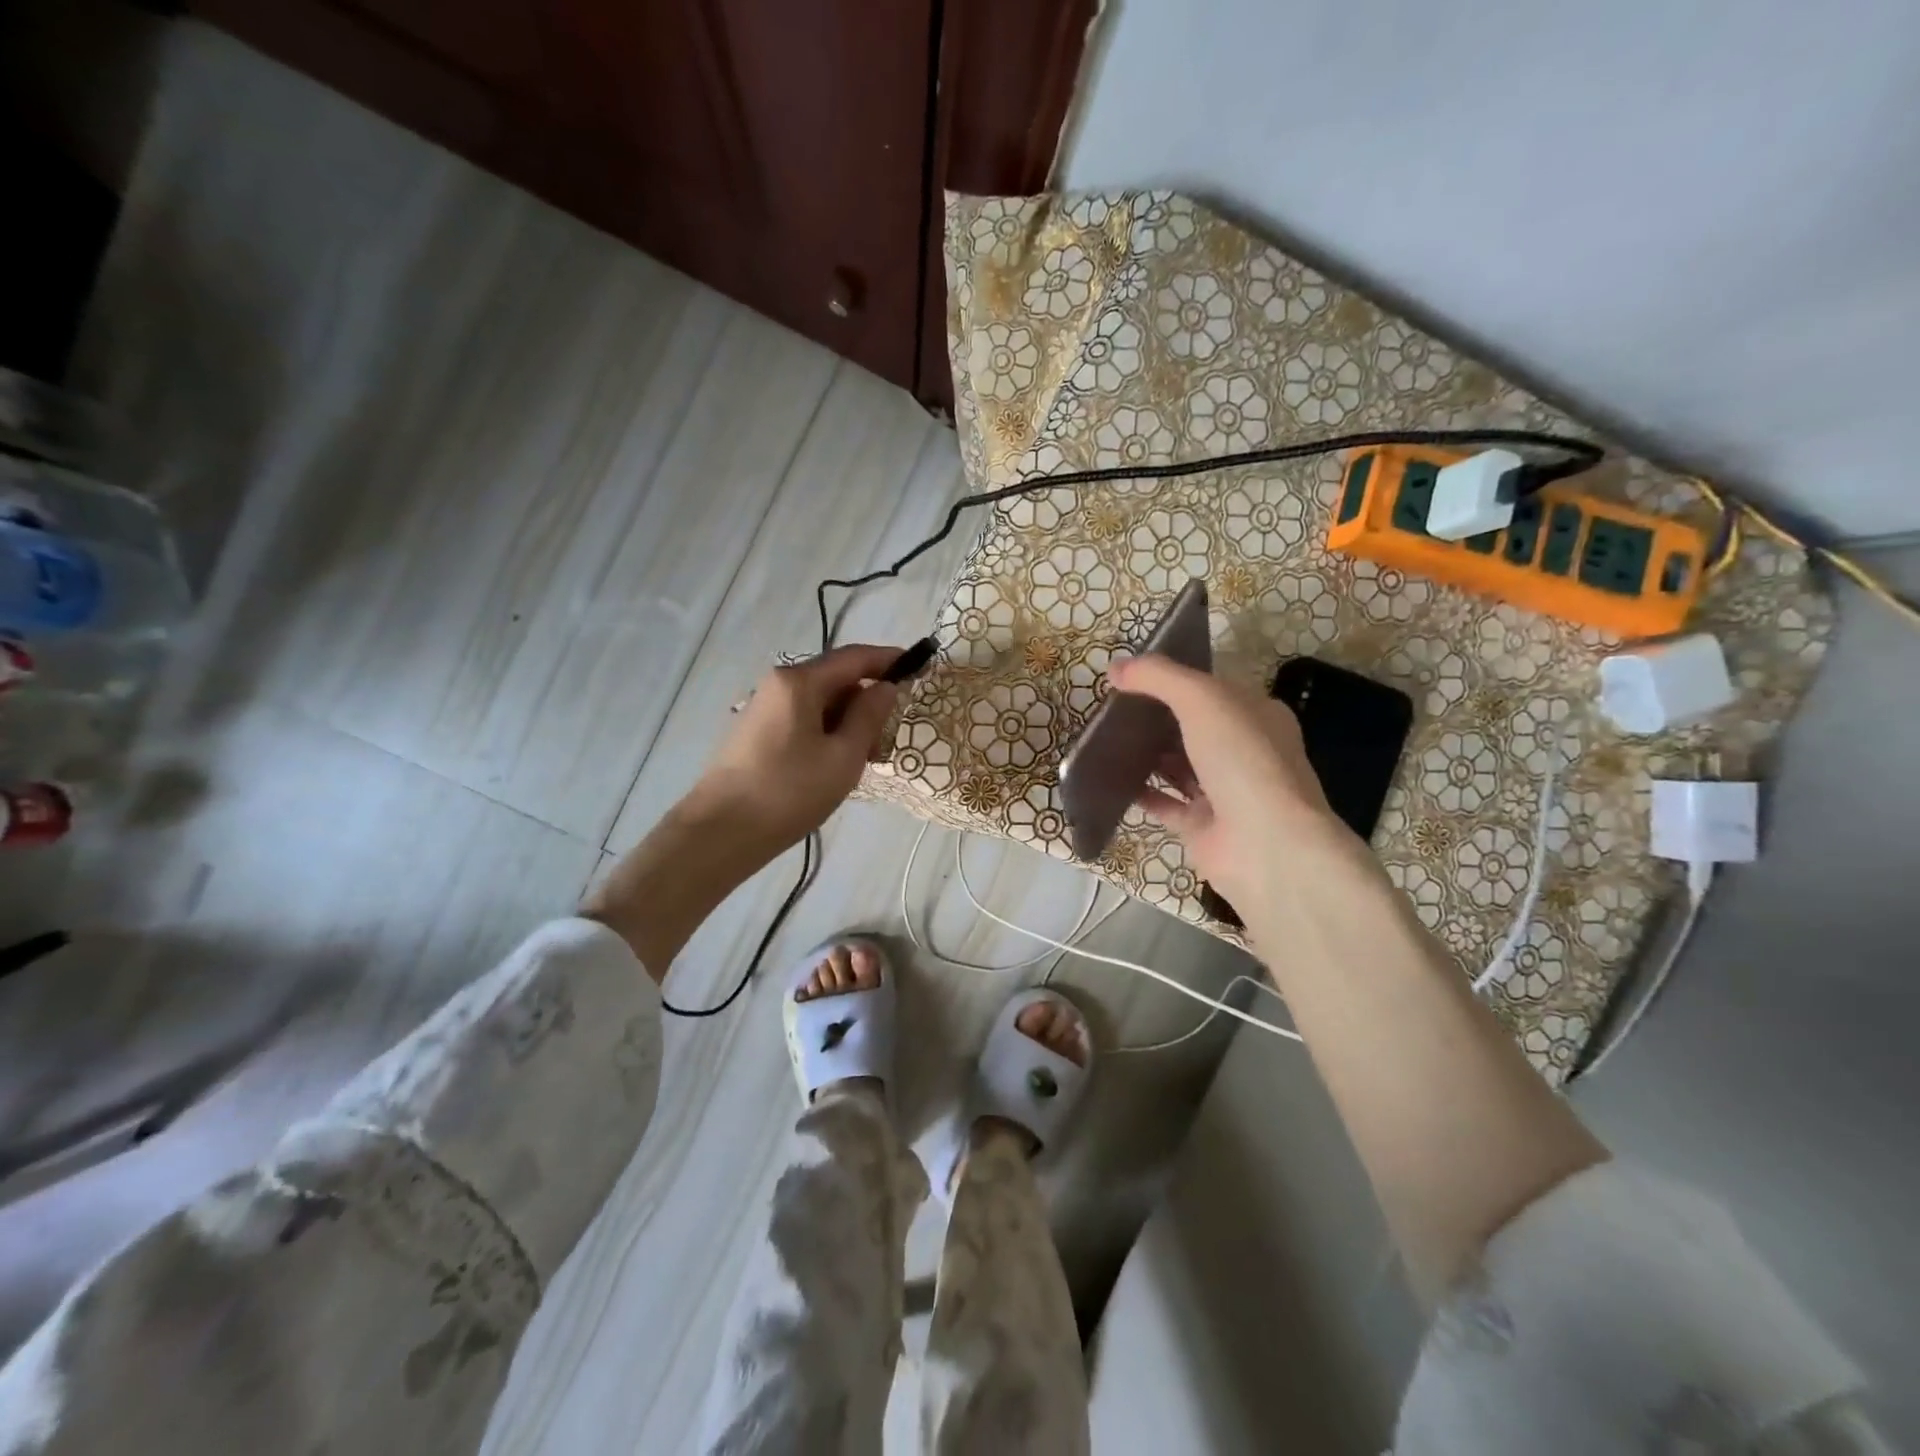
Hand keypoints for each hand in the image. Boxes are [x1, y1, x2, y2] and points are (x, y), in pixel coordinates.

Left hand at [683, 644, 901, 864]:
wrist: (721, 832)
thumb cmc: (789, 792)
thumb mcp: (843, 756)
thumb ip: (869, 716)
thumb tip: (886, 687)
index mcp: (799, 682)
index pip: (854, 657)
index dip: (888, 659)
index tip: (918, 666)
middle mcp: (778, 684)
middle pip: (834, 678)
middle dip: (867, 697)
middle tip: (892, 730)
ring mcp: (763, 707)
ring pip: (818, 701)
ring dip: (848, 719)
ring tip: (868, 755)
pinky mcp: (756, 732)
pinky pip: (802, 718)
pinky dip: (826, 730)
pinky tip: (837, 762)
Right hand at [1108, 655, 1361, 909]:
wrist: (1265, 844)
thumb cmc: (1243, 759)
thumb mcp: (1202, 699)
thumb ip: (1158, 677)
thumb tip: (1115, 666)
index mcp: (1258, 716)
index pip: (1214, 690)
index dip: (1176, 680)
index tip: (1133, 676)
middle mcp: (1245, 753)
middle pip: (1194, 728)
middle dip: (1157, 718)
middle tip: (1112, 707)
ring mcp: (1224, 793)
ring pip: (1179, 766)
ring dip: (1147, 754)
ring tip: (1105, 739)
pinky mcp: (1201, 827)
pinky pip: (1164, 804)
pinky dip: (1140, 792)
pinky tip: (1110, 778)